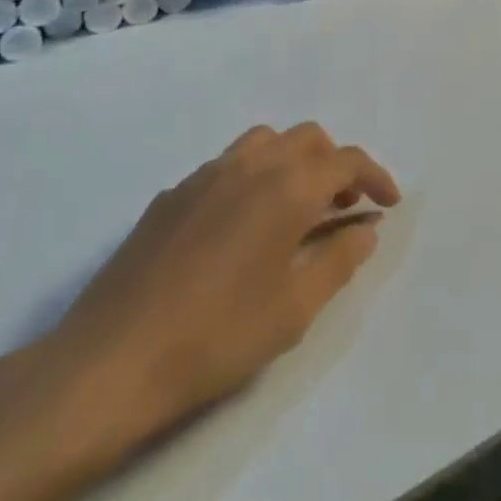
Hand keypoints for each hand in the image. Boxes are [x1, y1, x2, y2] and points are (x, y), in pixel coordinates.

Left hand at [33, 123, 399, 474]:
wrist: (111, 361)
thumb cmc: (215, 338)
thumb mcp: (292, 311)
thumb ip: (338, 261)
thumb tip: (365, 229)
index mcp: (287, 187)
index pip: (346, 161)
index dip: (375, 176)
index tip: (389, 202)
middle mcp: (250, 165)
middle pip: (308, 139)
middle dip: (335, 164)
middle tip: (342, 207)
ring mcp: (206, 174)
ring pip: (265, 142)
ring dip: (292, 161)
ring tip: (294, 207)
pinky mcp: (172, 193)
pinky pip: (226, 166)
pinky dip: (251, 178)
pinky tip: (238, 227)